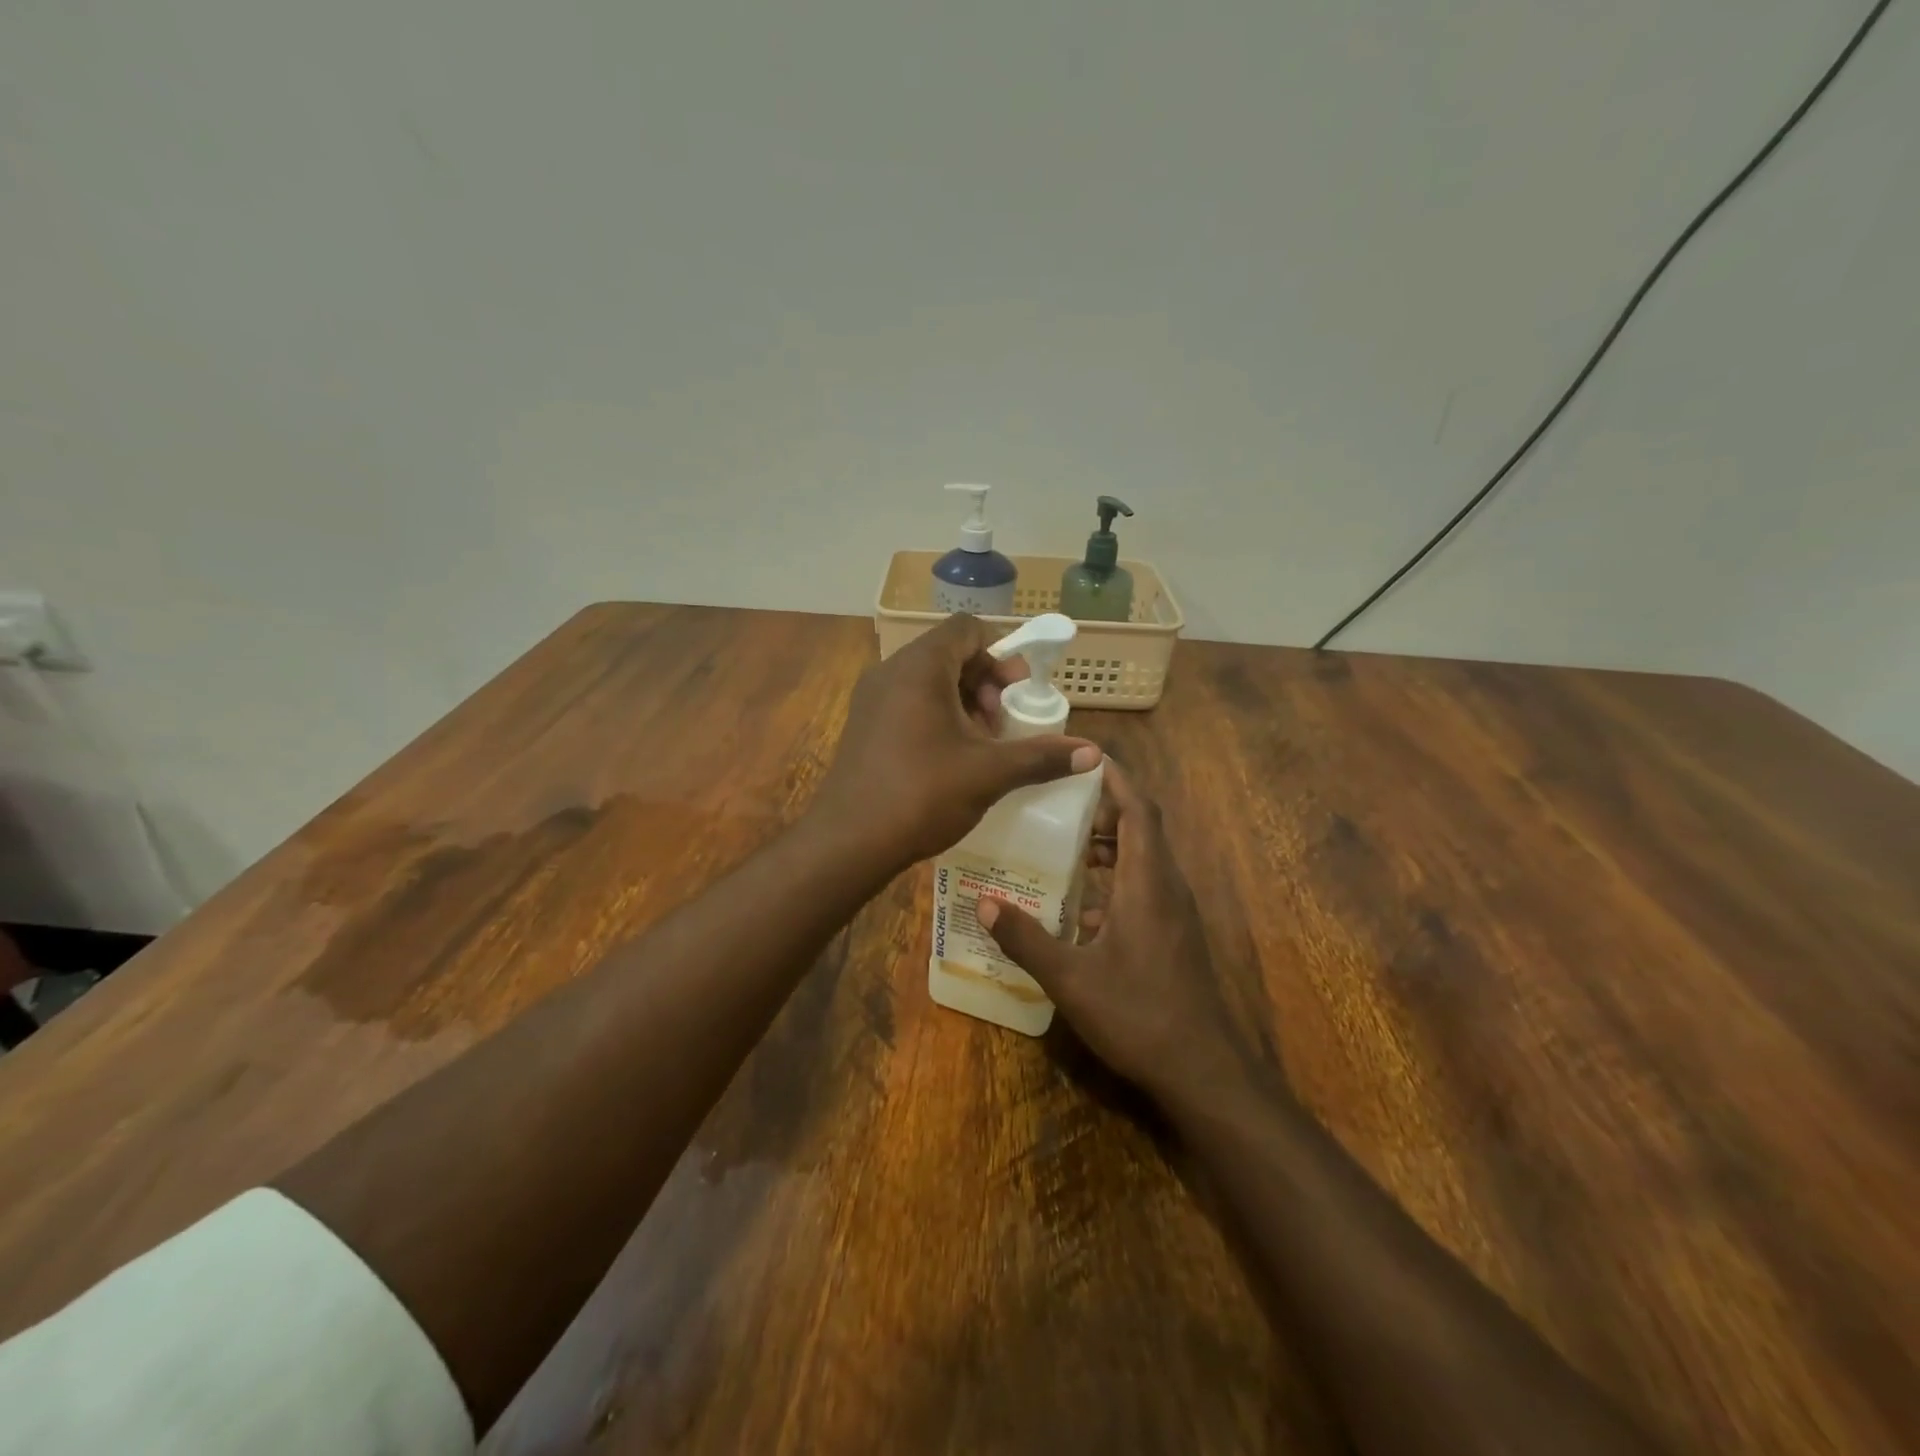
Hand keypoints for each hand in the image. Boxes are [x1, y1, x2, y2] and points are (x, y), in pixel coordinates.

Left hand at [811, 614, 1101, 868]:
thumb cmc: (922, 794)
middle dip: (985, 681)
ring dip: (962, 701)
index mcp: (920, 667)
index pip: (966, 629)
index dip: (999, 652)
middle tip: (1004, 720)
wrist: (849, 841)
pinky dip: (936, 715)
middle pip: (947, 653)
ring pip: (927, 680)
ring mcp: (871, 698)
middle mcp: (891, 671)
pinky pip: (907, 702)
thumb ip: (1041, 756)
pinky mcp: (863, 725)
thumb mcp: (989, 773)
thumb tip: (1094, 753)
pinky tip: (951, 757)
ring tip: (982, 742)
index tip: (1017, 689)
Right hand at [975, 762, 1248, 1101]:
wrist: (1203, 1071)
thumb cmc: (1138, 1015)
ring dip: (1111, 845)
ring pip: (1145, 859)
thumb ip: (1027, 939)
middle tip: (1059, 803)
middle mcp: (1167, 887)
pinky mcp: (1175, 935)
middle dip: (1105, 808)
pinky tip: (1081, 908)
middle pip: (1142, 827)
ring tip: (1066, 846)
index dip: (1116, 778)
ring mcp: (1175, 913)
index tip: (1085, 758)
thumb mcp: (1071, 979)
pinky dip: (1117, 880)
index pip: (1138, 809)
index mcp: (1147, 883)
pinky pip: (1146, 887)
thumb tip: (985, 903)